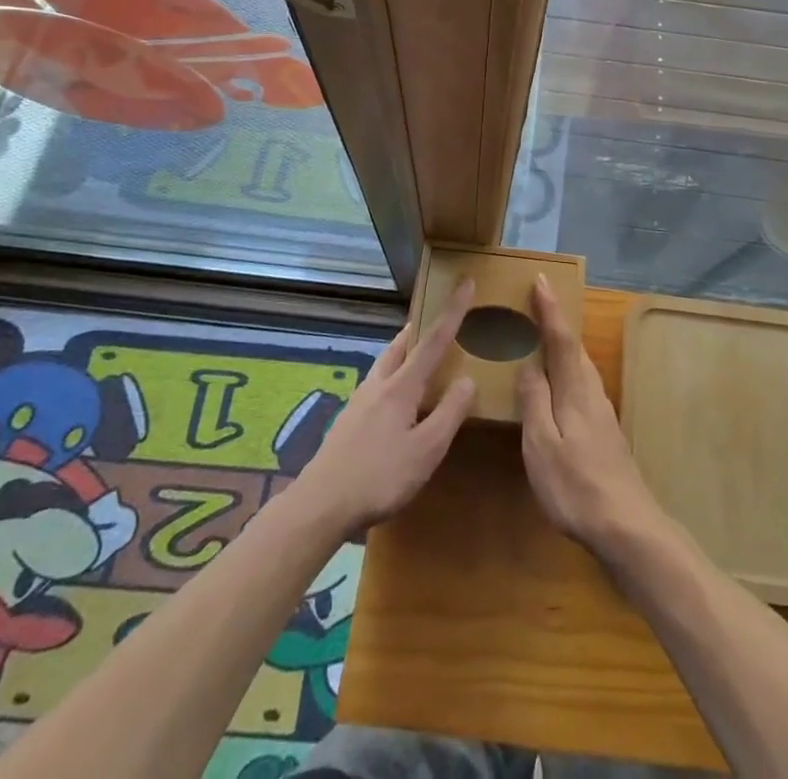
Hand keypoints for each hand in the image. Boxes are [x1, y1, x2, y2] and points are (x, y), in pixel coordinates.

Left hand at [298, 277, 477, 535]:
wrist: (320, 504)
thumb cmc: (379, 477)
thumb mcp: (426, 450)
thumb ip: (449, 413)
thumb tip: (467, 379)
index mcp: (401, 387)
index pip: (433, 340)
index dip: (452, 311)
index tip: (465, 282)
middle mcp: (379, 384)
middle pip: (402, 344)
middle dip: (420, 327)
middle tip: (437, 318)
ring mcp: (359, 401)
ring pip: (385, 362)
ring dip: (404, 350)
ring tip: (417, 353)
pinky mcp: (349, 420)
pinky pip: (377, 383)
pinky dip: (393, 374)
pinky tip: (395, 397)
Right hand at [517, 276, 665, 558]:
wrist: (627, 527)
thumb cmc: (577, 485)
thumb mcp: (542, 445)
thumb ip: (535, 402)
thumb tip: (528, 365)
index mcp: (575, 390)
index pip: (561, 338)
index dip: (550, 309)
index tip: (541, 279)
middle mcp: (592, 393)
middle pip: (574, 348)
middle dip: (555, 323)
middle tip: (535, 303)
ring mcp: (601, 413)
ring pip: (579, 367)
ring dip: (561, 347)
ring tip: (540, 339)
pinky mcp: (604, 433)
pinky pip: (580, 386)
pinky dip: (565, 373)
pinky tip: (555, 388)